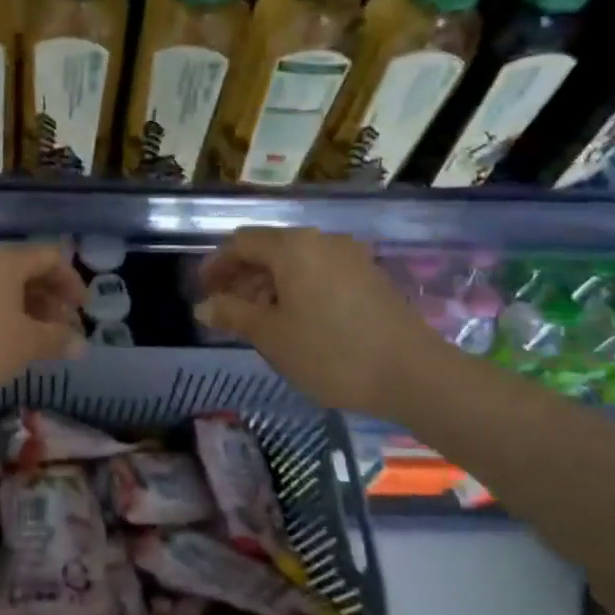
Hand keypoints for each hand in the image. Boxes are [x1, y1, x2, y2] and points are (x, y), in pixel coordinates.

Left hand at [0, 244, 85, 409]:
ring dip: (29, 311)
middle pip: (27, 271)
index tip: (83, 311)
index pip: (50, 257)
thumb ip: (56, 340)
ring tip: (41, 342)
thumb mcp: (24, 345)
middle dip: (52, 299)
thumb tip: (81, 344)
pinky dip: (5, 317)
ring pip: (5, 288)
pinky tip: (8, 345)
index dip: (73, 281)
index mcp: (5, 262)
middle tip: (65, 330)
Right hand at [195, 227, 446, 411]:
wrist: (411, 373)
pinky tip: (294, 322)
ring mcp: (350, 257)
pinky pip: (319, 274)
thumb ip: (232, 314)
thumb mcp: (271, 336)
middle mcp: (321, 242)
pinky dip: (296, 290)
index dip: (216, 265)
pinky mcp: (368, 277)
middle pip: (269, 249)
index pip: (241, 242)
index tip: (202, 291)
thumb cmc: (330, 352)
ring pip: (295, 263)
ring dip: (268, 286)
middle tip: (226, 312)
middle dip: (242, 277)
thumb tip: (203, 305)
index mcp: (293, 247)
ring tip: (257, 322)